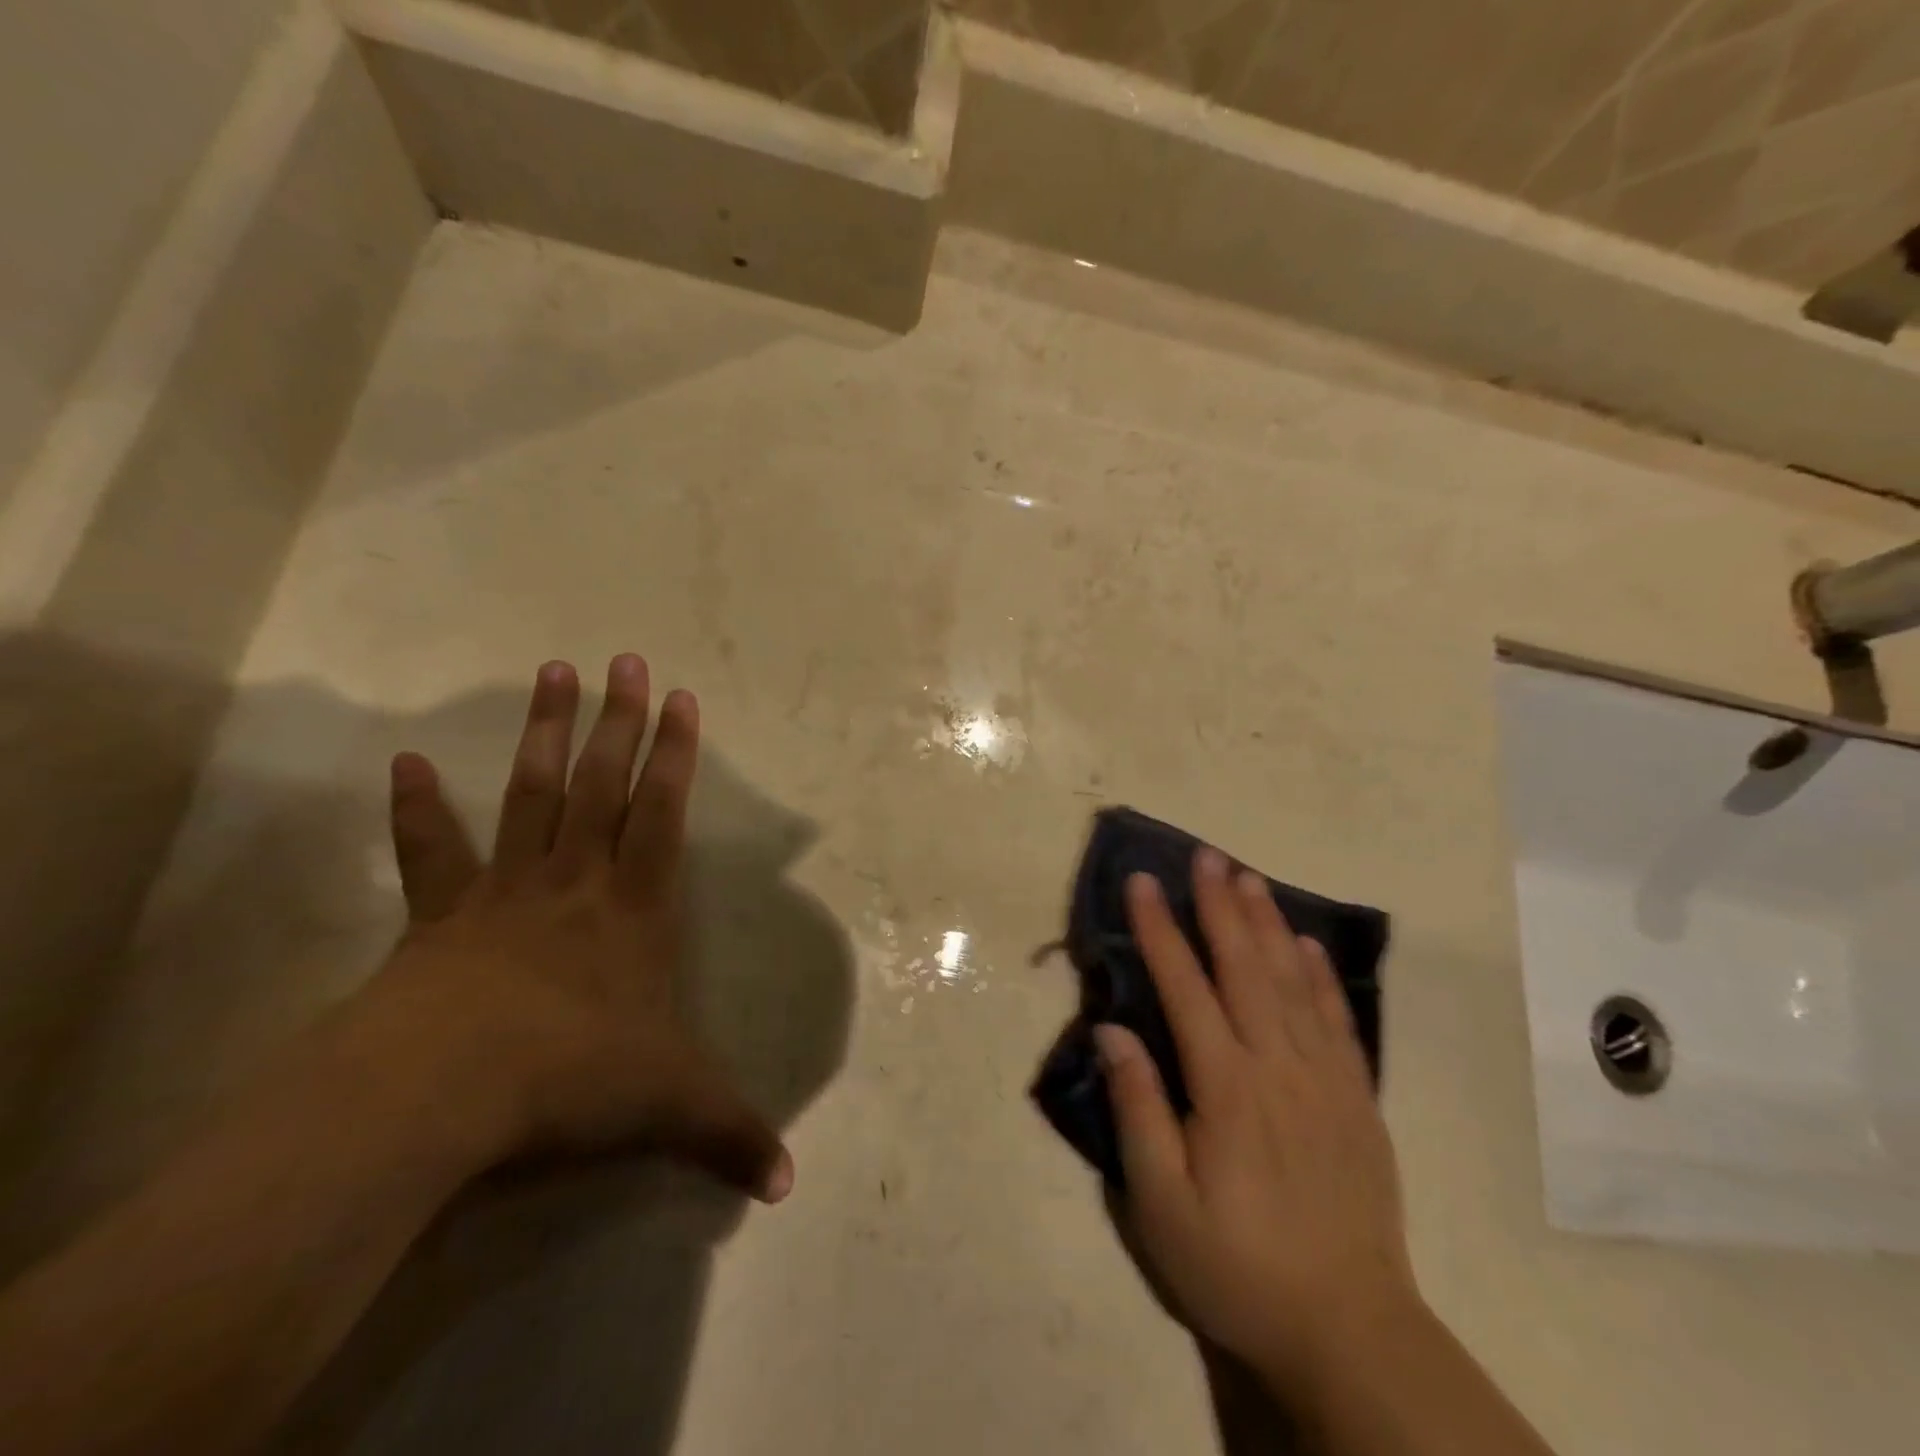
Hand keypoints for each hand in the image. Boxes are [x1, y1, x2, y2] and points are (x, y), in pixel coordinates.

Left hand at [355, 654, 791, 1201]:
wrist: (445, 1094)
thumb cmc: (574, 1077)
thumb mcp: (671, 1107)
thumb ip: (730, 1137)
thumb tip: (790, 1188)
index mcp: (634, 907)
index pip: (664, 814)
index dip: (677, 755)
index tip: (683, 698)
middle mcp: (576, 881)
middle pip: (602, 784)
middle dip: (620, 720)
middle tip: (624, 659)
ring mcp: (505, 891)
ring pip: (532, 794)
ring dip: (543, 733)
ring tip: (550, 671)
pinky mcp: (441, 916)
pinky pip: (431, 853)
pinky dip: (416, 810)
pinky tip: (402, 763)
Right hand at [1097, 848, 1414, 1387]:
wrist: (1349, 1331)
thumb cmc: (1237, 1268)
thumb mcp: (1162, 1205)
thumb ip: (1138, 1110)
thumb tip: (1111, 1029)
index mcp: (1226, 1087)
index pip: (1185, 987)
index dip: (1160, 930)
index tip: (1142, 883)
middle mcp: (1277, 1066)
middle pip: (1245, 967)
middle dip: (1220, 906)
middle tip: (1206, 856)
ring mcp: (1325, 1079)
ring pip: (1293, 982)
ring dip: (1268, 924)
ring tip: (1250, 879)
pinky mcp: (1357, 1100)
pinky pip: (1338, 1021)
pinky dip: (1321, 976)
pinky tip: (1308, 946)